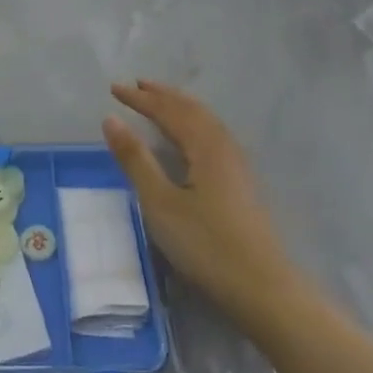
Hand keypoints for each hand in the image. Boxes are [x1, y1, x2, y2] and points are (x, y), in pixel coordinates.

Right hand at [102, 81, 295, 327]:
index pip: (168, 111)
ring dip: (180, 107)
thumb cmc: (205, 245)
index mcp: (205, 146)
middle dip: (163, 95)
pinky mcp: (241, 182)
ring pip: (206, 121)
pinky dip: (193, 123)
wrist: (262, 287)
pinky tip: (190, 138)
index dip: (140, 99)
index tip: (114, 89)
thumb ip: (135, 159)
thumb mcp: (160, 203)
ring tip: (160, 102)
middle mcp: (224, 146)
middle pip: (192, 110)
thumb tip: (111, 119)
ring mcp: (237, 164)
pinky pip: (212, 135)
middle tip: (137, 85)